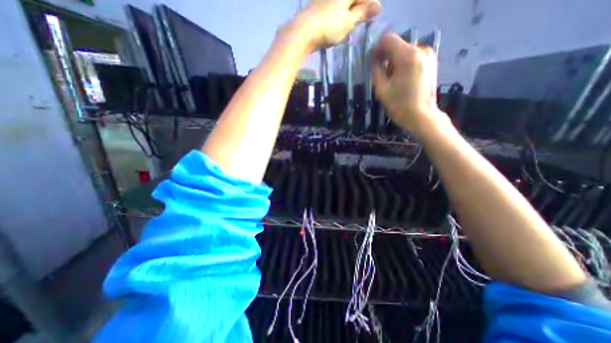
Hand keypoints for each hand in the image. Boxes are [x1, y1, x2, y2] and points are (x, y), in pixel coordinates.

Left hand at [297, 0, 380, 52]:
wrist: (303, 32)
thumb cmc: (329, 27)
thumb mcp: (348, 22)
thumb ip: (362, 13)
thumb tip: (379, 6)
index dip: (370, 4)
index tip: (373, 15)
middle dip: (359, 7)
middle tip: (360, 21)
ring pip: (342, 3)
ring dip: (348, 11)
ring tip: (348, 24)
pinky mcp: (317, 5)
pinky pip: (333, 7)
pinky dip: (338, 14)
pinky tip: (336, 24)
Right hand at [370, 34, 447, 132]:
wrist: (421, 116)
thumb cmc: (399, 105)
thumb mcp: (382, 89)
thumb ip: (376, 70)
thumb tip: (374, 59)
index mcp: (407, 56)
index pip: (388, 39)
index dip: (377, 49)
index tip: (372, 62)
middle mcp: (420, 49)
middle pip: (397, 44)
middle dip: (386, 57)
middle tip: (381, 74)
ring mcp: (428, 54)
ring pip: (404, 50)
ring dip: (394, 61)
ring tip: (392, 79)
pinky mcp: (431, 61)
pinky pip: (412, 56)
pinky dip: (403, 63)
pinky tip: (402, 78)